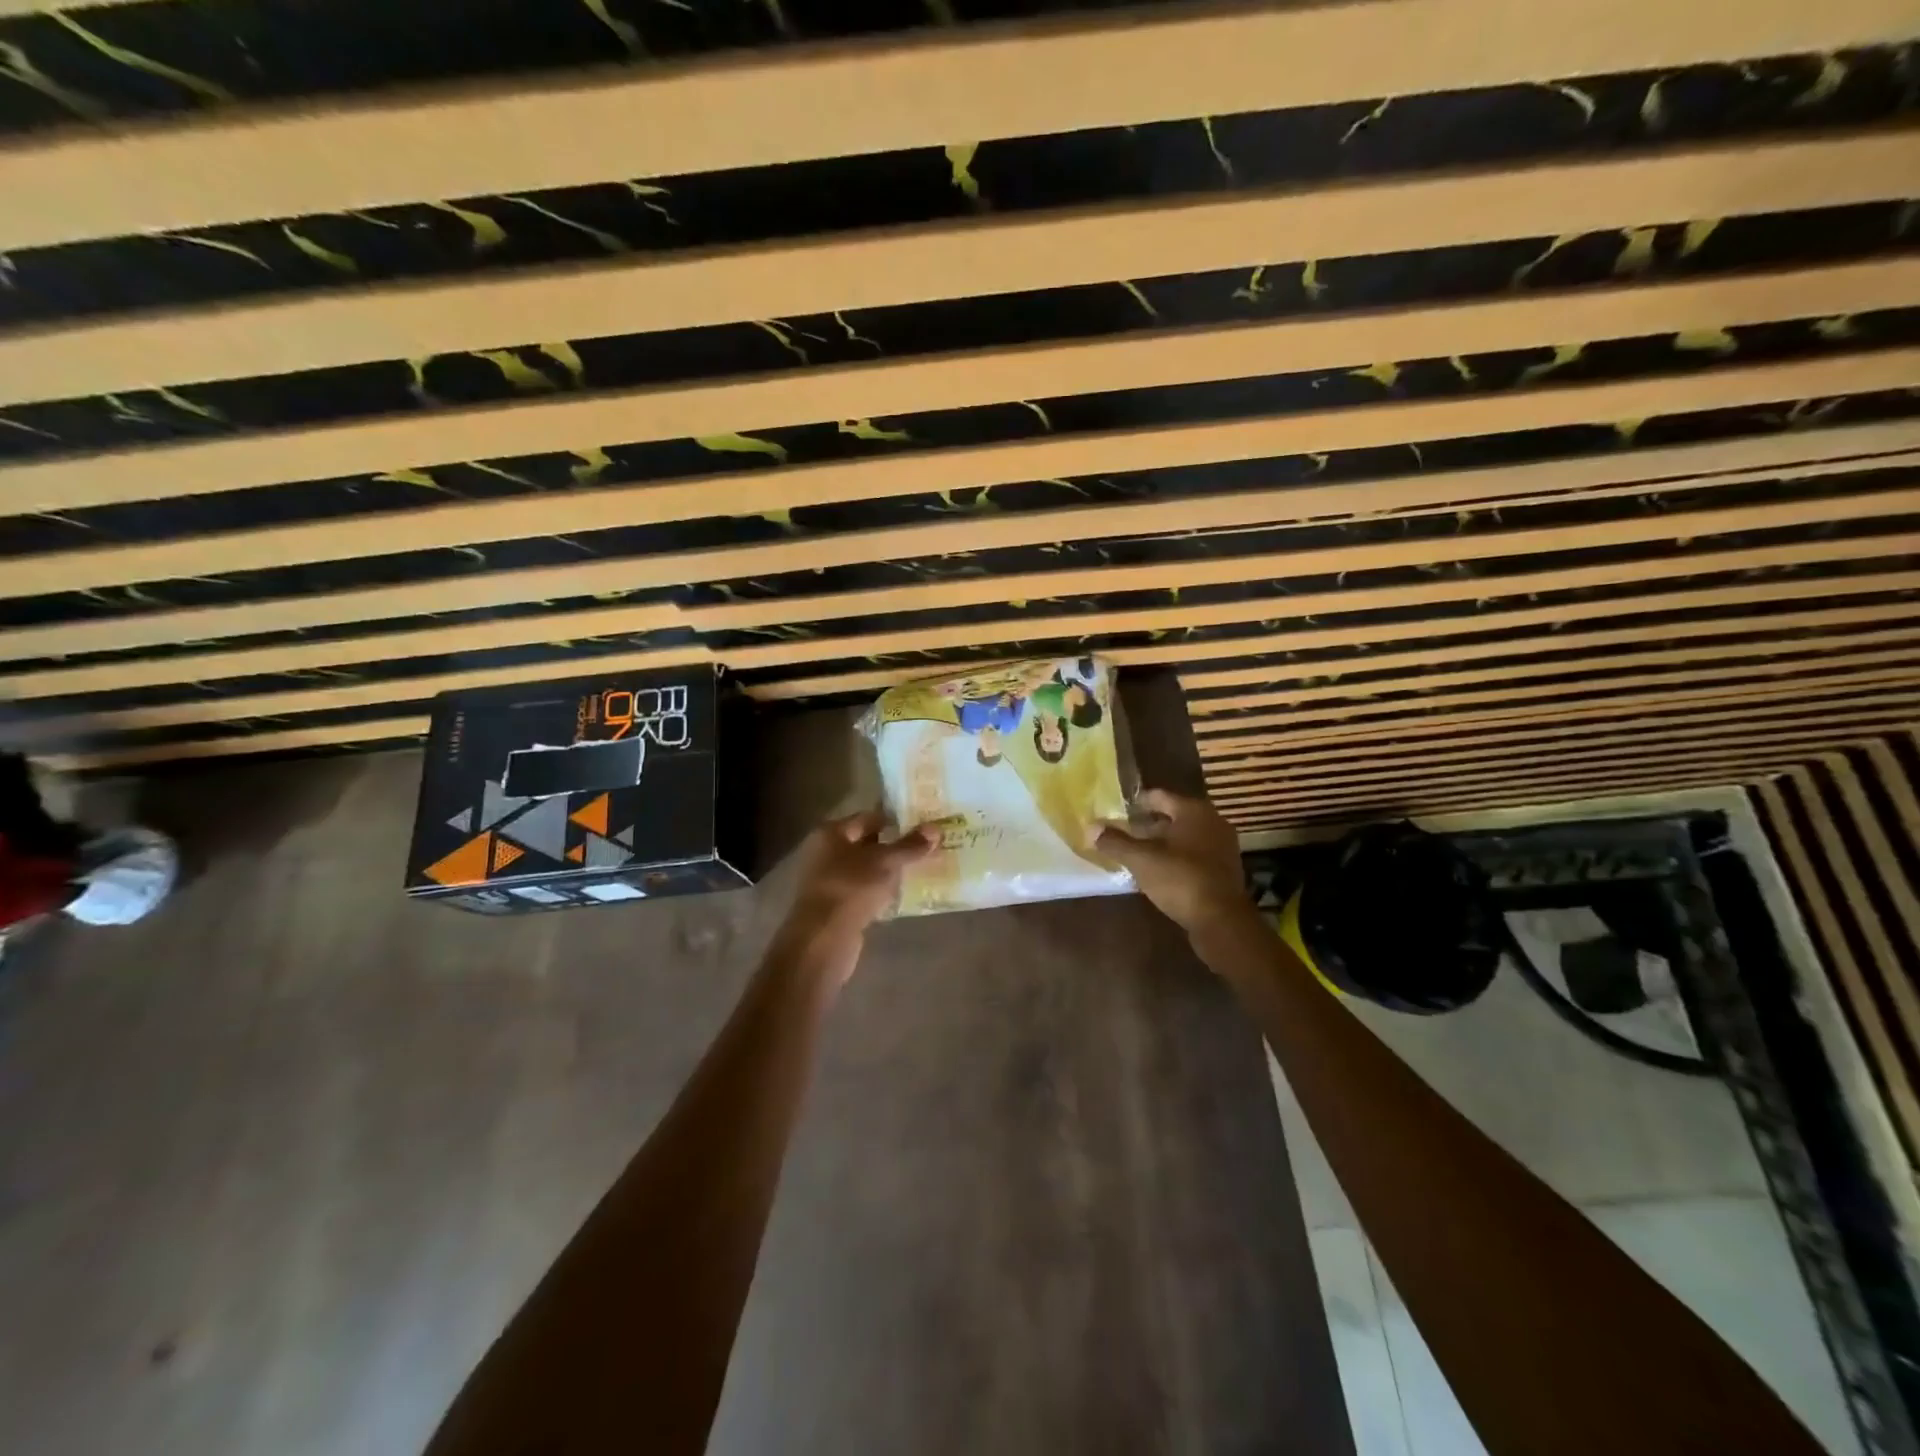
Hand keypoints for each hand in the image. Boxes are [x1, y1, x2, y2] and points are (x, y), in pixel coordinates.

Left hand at [780, 811, 935, 946]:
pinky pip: (863, 892)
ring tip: (920, 868)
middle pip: (866, 843)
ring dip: (889, 870)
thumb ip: (910, 845)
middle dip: (894, 845)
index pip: (868, 818)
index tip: (922, 823)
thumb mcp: (886, 862)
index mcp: (831, 833)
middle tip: (927, 846)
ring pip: (866, 869)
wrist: (824, 939)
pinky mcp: (836, 907)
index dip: (895, 819)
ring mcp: (829, 881)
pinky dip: (881, 891)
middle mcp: (825, 853)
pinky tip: (902, 895)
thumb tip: (935, 829)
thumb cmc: (852, 888)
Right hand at [1097, 790, 1251, 935]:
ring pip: (1183, 837)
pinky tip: (1156, 871)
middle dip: (1146, 825)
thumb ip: (1115, 842)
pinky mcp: (1223, 870)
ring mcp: (1221, 847)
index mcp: (1194, 811)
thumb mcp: (1141, 860)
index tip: (1116, 811)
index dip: (1135, 803)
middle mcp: (1212, 822)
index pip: (1159, 796)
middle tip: (1121, 833)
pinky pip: (1192, 855)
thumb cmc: (1180, 880)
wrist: (1222, 921)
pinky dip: (1174, 858)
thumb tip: (1091, 827)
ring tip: (1134, 853)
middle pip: (1172, 816)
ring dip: (1160, 843)